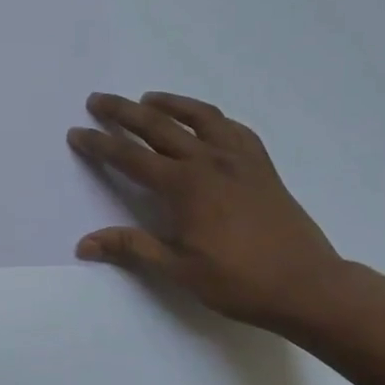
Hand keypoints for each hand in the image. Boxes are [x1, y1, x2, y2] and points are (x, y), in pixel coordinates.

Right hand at [68, 93, 346, 331]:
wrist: (307, 285)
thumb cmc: (238, 281)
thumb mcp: (178, 269)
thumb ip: (131, 248)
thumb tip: (84, 244)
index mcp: (184, 186)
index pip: (130, 157)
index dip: (99, 144)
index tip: (76, 133)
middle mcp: (209, 162)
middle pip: (158, 126)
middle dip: (123, 111)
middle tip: (98, 100)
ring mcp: (239, 159)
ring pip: (199, 117)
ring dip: (169, 104)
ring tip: (148, 98)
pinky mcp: (262, 165)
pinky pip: (234, 128)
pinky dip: (212, 118)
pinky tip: (206, 123)